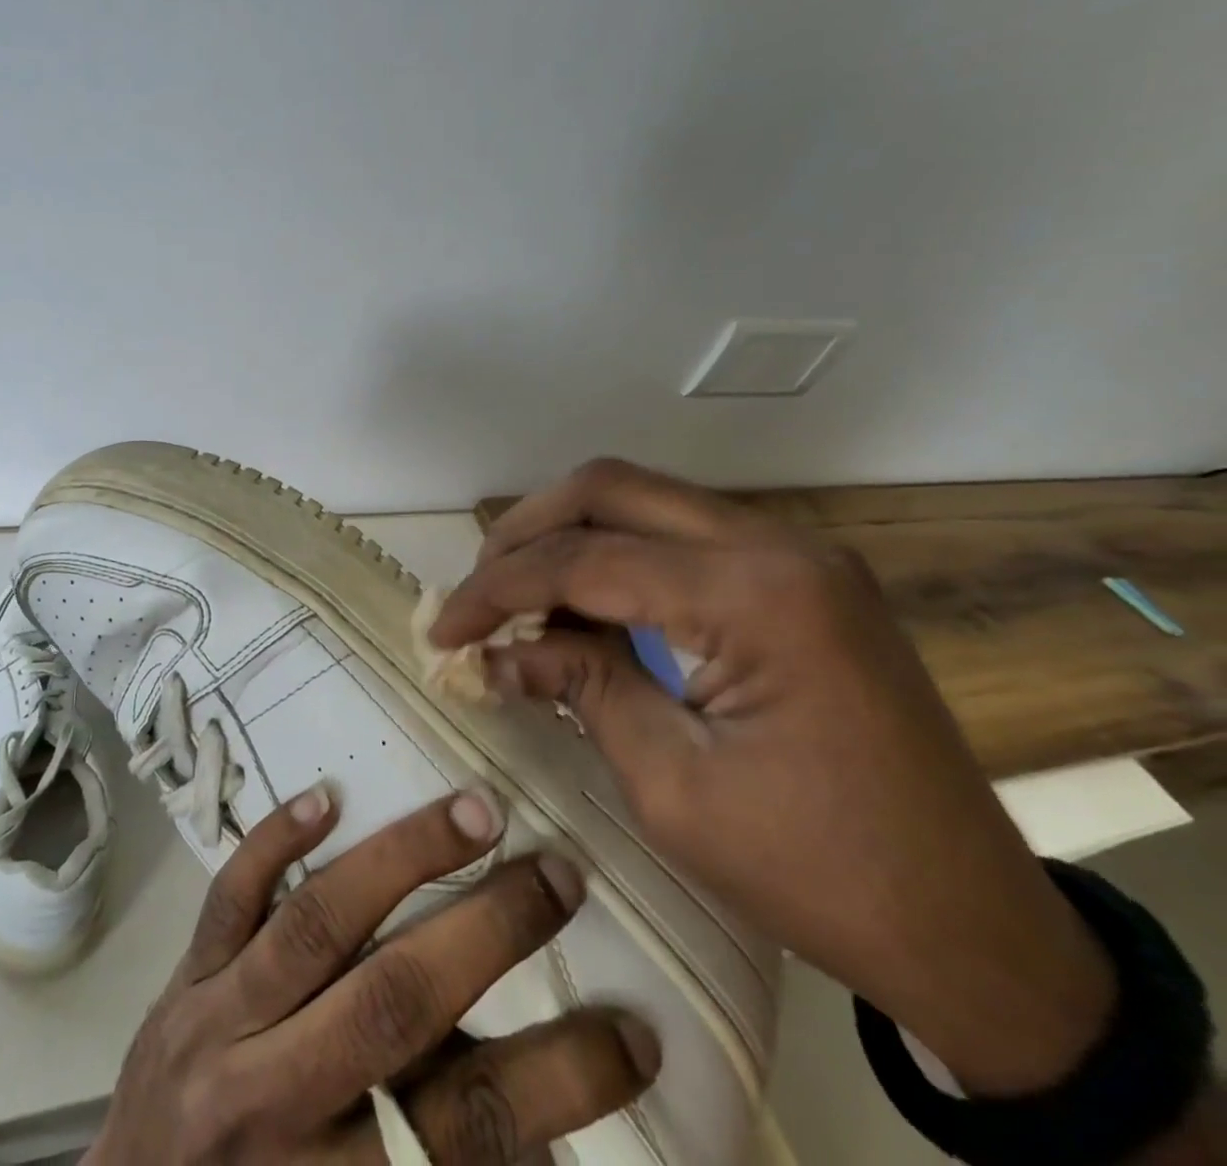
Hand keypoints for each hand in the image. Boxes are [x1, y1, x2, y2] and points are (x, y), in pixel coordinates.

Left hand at [85, 785, 656, 1163]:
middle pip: (395, 1003)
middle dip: (487, 931)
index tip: (637, 1029)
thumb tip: (550, 1127)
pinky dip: (274, 842)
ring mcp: (218, 1021)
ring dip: (402, 859)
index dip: (563, 1079)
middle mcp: (277, 1095)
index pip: (472, 1126)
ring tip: (474, 811)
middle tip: (559, 874)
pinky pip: (228, 897)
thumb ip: (446, 1156)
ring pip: (317, 924)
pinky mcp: (182, 974)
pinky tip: (327, 795)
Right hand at [431, 459, 1116, 1098]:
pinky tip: (583, 606)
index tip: (443, 630)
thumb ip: (579, 686)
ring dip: (567, 537)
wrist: (974, 927)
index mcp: (753, 595)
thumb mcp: (671, 785)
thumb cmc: (817, 871)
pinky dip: (614, 556)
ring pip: (642, 499)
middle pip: (609, 489)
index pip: (584, 559)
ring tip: (517, 597)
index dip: (496, 590)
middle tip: (478, 591)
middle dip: (524, 531)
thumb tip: (496, 652)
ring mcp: (794, 553)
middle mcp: (776, 545)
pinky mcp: (797, 576)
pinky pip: (679, 534)